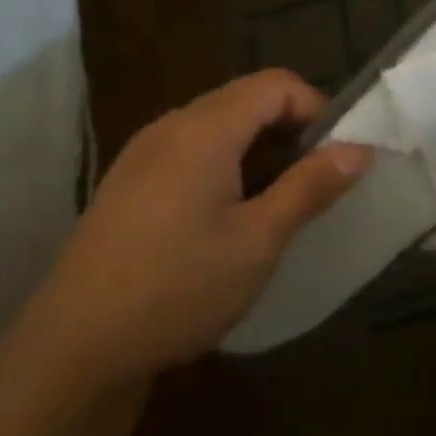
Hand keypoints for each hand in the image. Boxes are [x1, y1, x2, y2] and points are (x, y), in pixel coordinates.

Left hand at [12, 71, 370, 394]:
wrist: (75, 351)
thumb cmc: (178, 288)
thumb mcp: (259, 239)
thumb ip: (311, 186)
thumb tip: (360, 148)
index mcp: (202, 131)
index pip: (276, 85)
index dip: (318, 110)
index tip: (337, 158)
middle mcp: (169, 129)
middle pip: (247, 100)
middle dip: (293, 131)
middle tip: (316, 184)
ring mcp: (143, 157)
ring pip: (220, 127)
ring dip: (263, 151)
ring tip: (280, 204)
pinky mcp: (130, 186)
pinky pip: (193, 153)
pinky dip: (230, 167)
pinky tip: (233, 218)